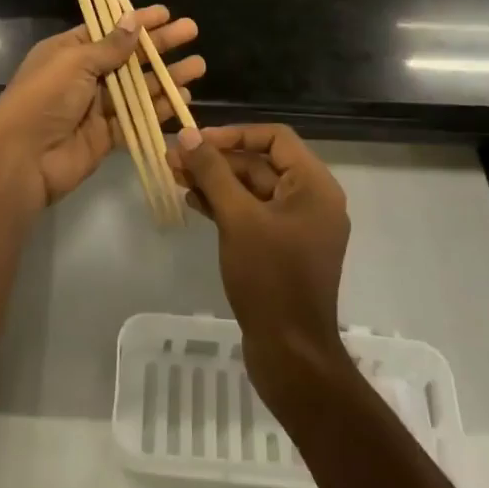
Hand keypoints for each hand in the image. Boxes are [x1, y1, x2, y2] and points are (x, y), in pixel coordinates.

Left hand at [0, 5, 203, 211]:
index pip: (108, 30)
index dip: (137, 21)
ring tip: (198, 66)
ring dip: (166, 76)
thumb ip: (109, 47)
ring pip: (138, 87)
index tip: (166, 13)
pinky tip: (182, 98)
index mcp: (68, 52)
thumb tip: (133, 21)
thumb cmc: (44, 99)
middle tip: (192, 32)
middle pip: (128, 57)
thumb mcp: (74, 62)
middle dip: (160, 45)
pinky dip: (159, 108)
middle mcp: (83, 76)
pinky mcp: (106, 136)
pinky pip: (137, 117)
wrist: (22, 159)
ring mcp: (96, 107)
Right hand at [171, 124, 351, 407]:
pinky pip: (252, 214)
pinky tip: (193, 203)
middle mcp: (311, 200)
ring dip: (215, 182)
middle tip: (174, 159)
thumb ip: (212, 172)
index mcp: (314, 186)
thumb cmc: (269, 278)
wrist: (290, 354)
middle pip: (260, 163)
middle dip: (216, 160)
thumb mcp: (237, 218)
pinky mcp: (282, 249)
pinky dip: (224, 206)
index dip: (234, 133)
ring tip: (175, 177)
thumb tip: (187, 134)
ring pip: (252, 189)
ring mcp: (297, 226)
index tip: (196, 141)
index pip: (275, 137)